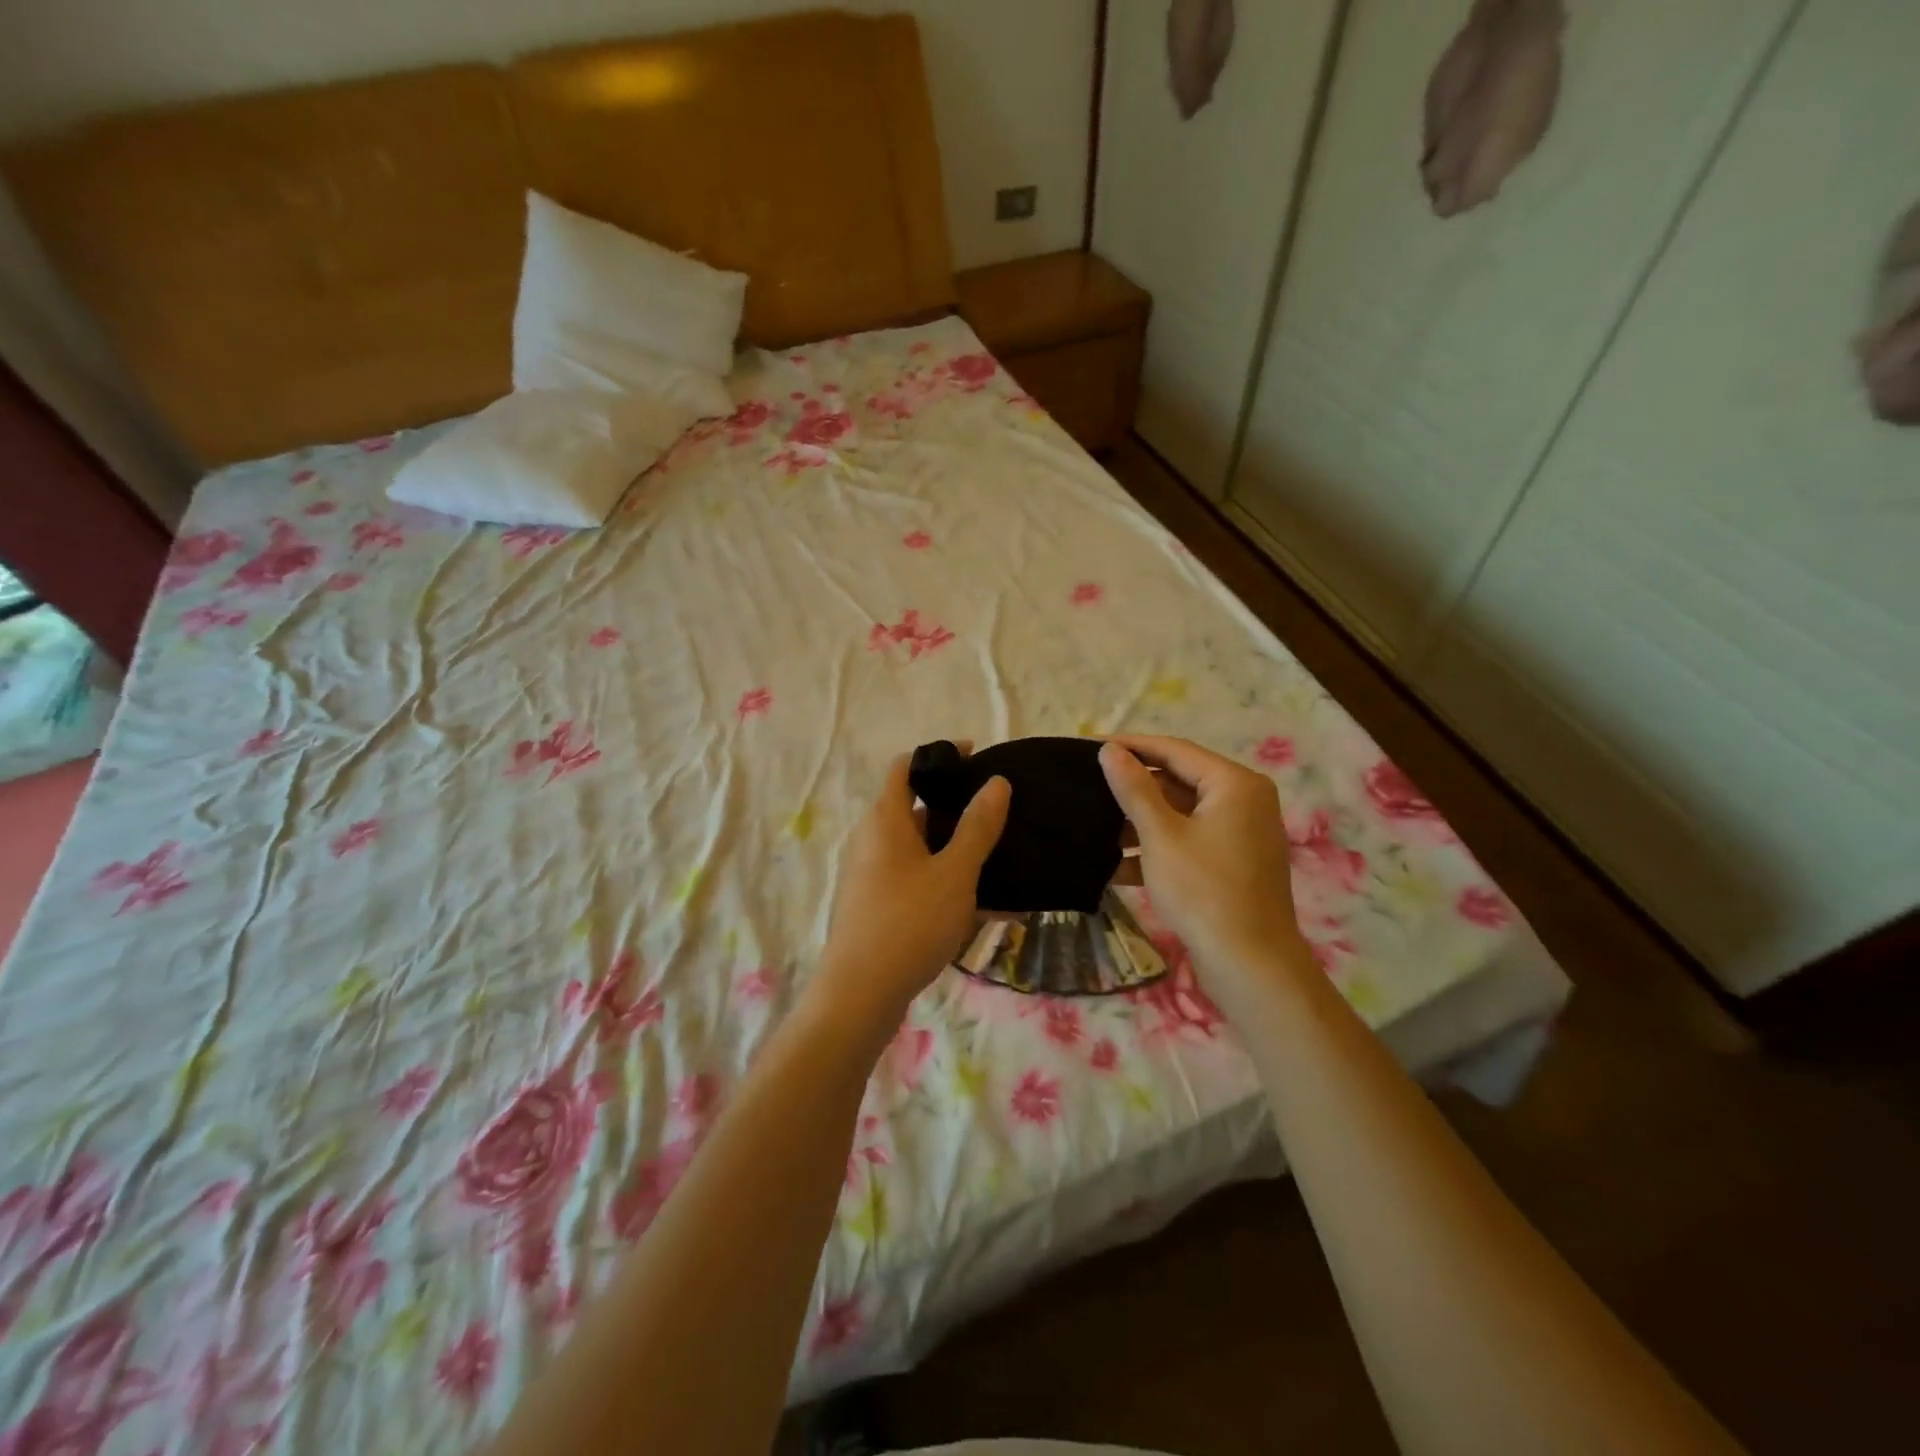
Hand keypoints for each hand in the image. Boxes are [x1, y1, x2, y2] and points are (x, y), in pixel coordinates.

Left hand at [814, 752, 1010, 1027]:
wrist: (859, 995)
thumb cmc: (909, 922)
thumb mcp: (954, 873)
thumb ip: (977, 827)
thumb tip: (996, 783)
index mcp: (885, 820)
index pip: (906, 767)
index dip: (939, 756)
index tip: (976, 758)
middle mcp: (872, 840)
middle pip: (914, 808)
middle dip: (956, 808)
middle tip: (998, 813)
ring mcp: (871, 875)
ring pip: (919, 850)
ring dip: (956, 851)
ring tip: (1000, 860)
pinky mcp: (875, 906)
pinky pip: (916, 881)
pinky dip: (945, 883)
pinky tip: (985, 906)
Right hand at [1099, 735, 1310, 992]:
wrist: (1250, 964)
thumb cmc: (1203, 890)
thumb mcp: (1160, 835)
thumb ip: (1134, 789)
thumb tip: (1111, 750)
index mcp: (1234, 784)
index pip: (1175, 750)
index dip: (1132, 746)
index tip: (1091, 746)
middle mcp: (1244, 800)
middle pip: (1179, 781)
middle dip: (1134, 789)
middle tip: (1088, 788)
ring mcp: (1241, 834)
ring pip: (1181, 814)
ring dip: (1141, 822)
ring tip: (1095, 828)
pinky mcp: (1232, 863)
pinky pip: (1190, 841)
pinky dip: (1158, 848)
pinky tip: (1116, 866)